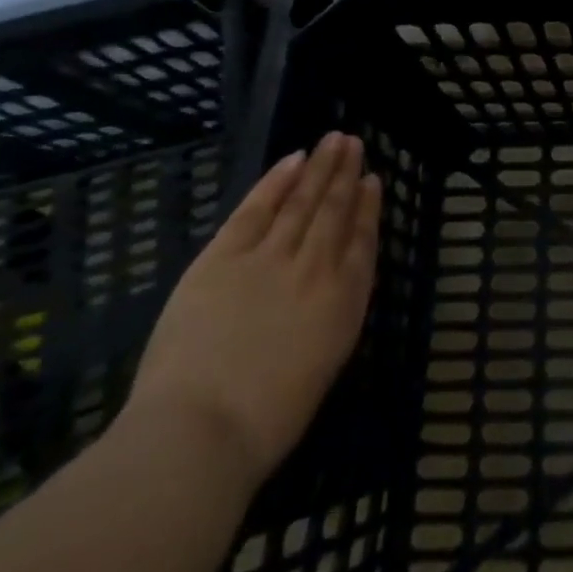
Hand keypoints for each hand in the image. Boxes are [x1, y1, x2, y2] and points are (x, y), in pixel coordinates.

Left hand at [125, 133, 380, 491]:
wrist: (200, 431)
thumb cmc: (265, 421)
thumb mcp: (322, 365)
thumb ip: (330, 315)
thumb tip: (329, 286)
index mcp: (343, 301)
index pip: (362, 240)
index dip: (368, 207)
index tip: (372, 180)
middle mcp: (315, 268)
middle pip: (334, 210)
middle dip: (345, 174)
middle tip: (353, 142)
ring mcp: (270, 257)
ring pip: (302, 201)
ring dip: (319, 167)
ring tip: (333, 140)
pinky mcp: (224, 256)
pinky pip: (257, 208)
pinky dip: (276, 181)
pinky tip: (292, 160)